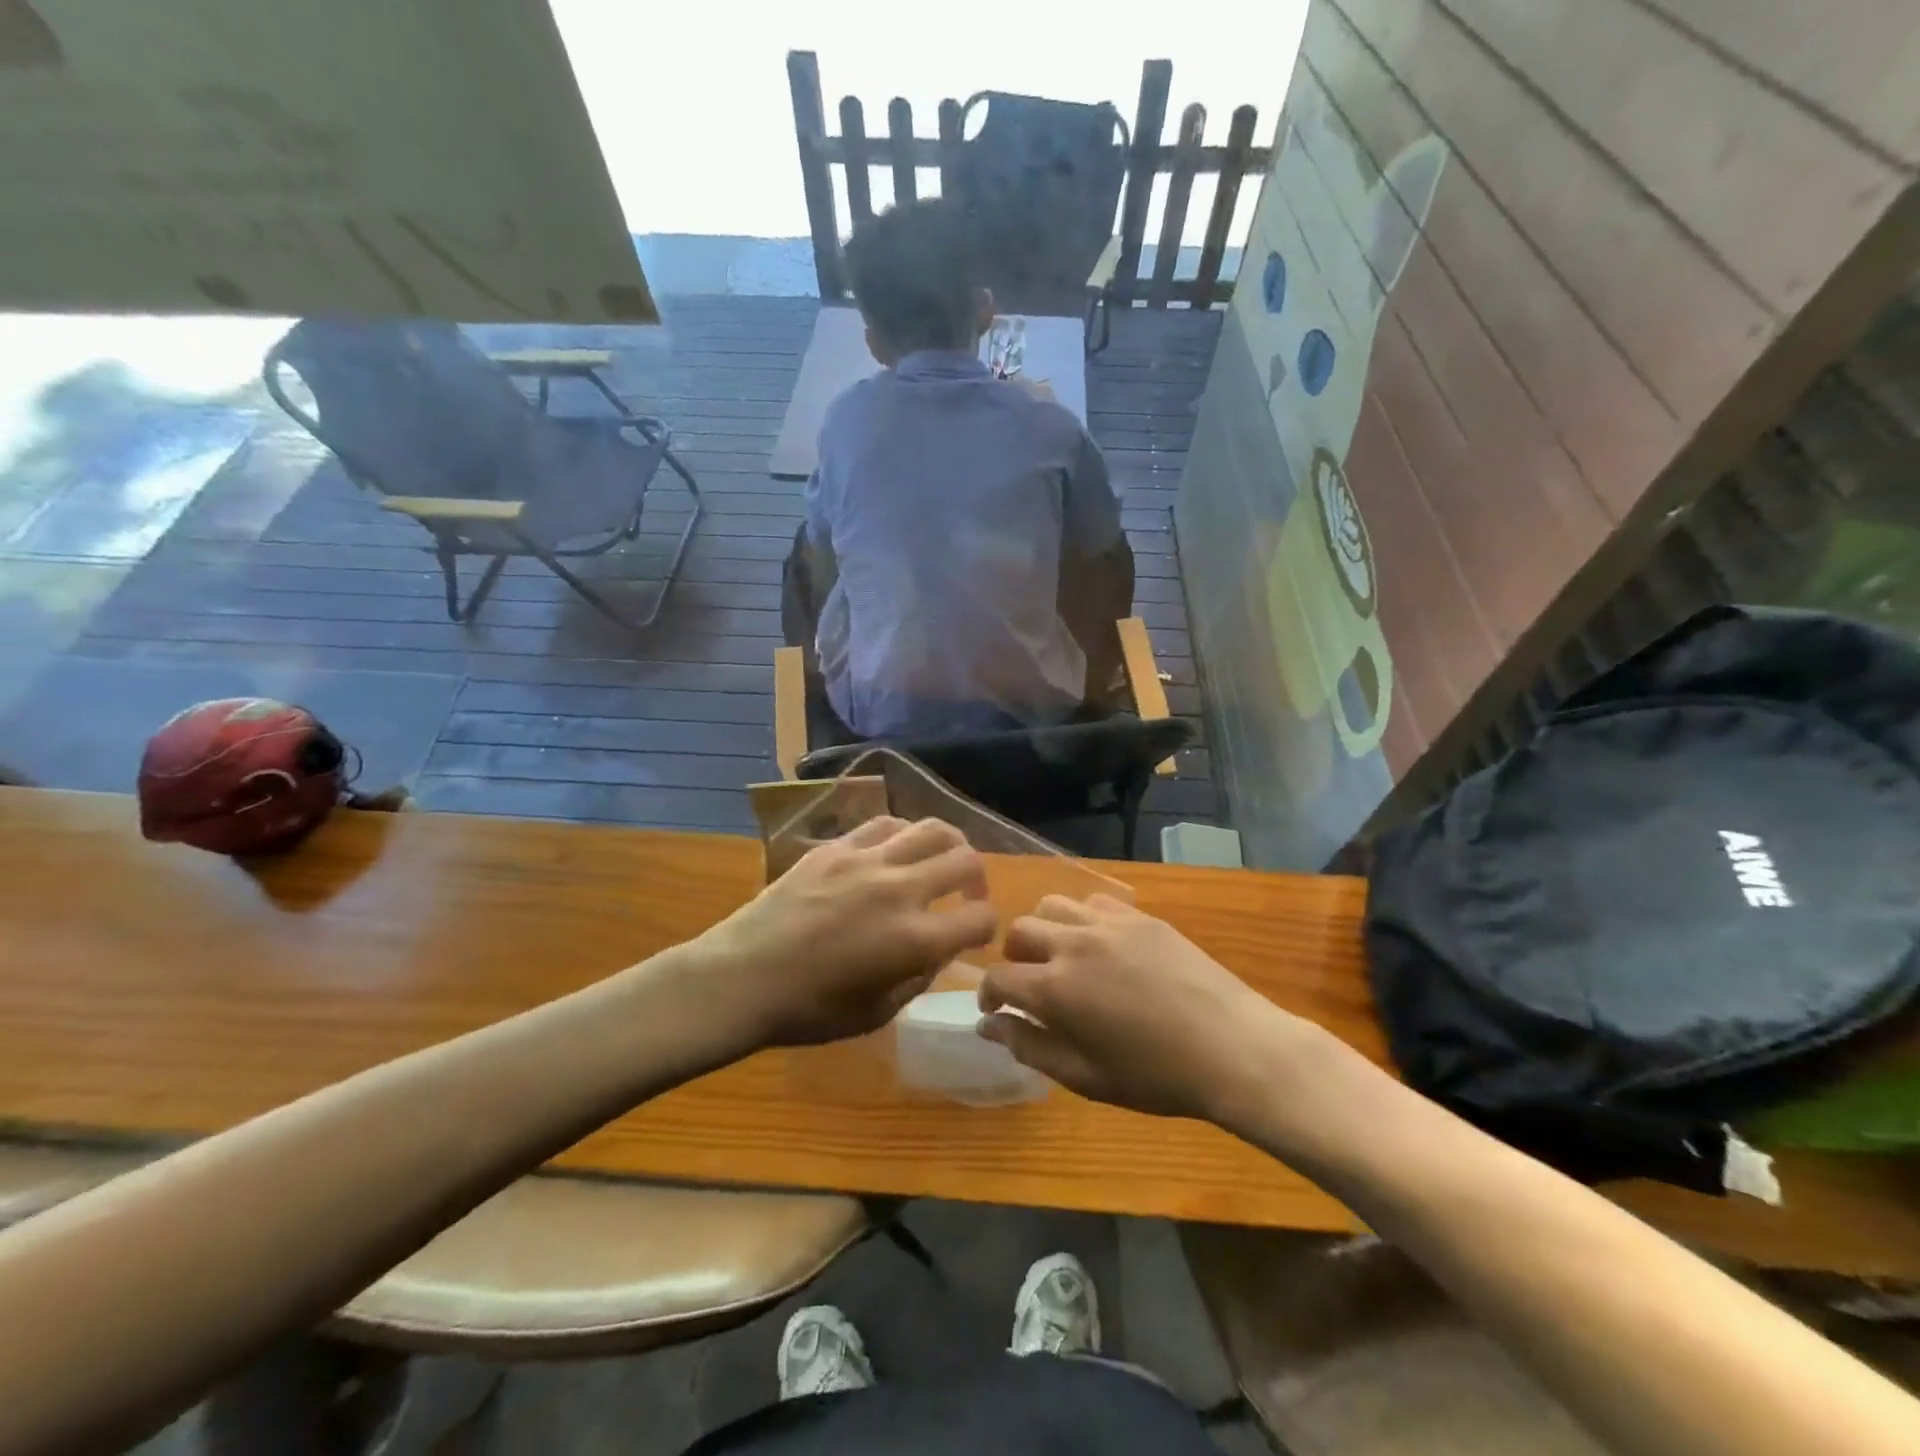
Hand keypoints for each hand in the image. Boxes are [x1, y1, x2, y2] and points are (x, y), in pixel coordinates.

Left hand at [692, 817, 995, 1049]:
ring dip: (948, 844)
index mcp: (915, 939)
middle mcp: (901, 890)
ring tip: (938, 859)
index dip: (987, 927)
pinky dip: (903, 835)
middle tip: (966, 893)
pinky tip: (894, 851)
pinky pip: (885, 824)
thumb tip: (939, 949)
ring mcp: (867, 860)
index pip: (980, 917)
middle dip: (977, 878)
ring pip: (931, 827)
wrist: (742, 977)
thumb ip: (920, 976)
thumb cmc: (810, 1010)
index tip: (975, 934)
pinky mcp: (836, 845)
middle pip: (966, 860)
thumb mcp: (878, 1012)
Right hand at [978, 894, 1329, 1121]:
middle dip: (1013, 957)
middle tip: (1030, 982)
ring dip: (1044, 929)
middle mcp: (1073, 945)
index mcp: (1055, 990)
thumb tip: (989, 1025)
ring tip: (1060, 954)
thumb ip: (1030, 1046)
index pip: (998, 978)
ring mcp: (1108, 923)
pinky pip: (1093, 901)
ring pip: (1051, 905)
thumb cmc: (1156, 1076)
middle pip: (1019, 931)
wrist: (1231, 1047)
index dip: (989, 994)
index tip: (996, 1009)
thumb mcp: (1086, 1077)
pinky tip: (1099, 943)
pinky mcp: (1138, 915)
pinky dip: (1082, 918)